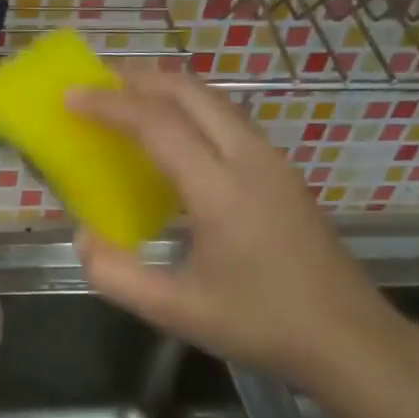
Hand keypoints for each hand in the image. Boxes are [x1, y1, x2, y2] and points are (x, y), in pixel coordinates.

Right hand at [68, 68, 401, 382]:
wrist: (348, 339)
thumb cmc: (261, 325)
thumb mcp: (176, 311)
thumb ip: (117, 276)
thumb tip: (84, 238)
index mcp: (221, 190)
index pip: (158, 125)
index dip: (109, 105)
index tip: (70, 96)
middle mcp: (250, 160)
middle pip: (191, 93)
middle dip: (140, 78)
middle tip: (96, 80)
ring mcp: (273, 163)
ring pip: (215, 102)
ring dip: (168, 90)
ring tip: (128, 97)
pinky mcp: (282, 174)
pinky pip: (228, 122)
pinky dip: (191, 111)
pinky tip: (173, 137)